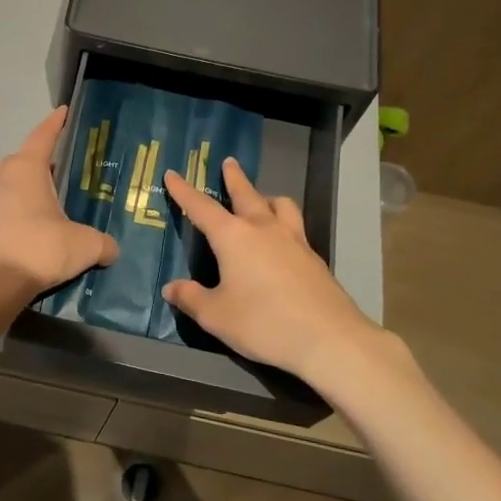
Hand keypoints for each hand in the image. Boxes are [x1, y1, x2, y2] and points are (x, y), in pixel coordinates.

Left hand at [0, 107, 118, 299]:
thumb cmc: (39, 250)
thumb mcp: (84, 246)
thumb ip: (102, 244)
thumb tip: (112, 250)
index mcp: (26, 170)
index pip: (43, 137)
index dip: (55, 124)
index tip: (62, 112)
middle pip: (21, 163)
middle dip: (39, 167)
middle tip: (58, 177)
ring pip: (5, 190)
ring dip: (22, 196)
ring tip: (41, 215)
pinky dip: (7, 222)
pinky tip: (20, 241)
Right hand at [162, 159, 405, 387]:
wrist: (328, 338)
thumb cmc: (263, 323)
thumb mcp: (217, 316)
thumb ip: (192, 298)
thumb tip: (172, 287)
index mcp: (233, 237)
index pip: (201, 207)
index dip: (184, 190)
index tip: (172, 173)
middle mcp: (263, 229)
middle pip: (246, 194)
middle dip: (234, 178)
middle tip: (229, 162)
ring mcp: (293, 240)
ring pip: (280, 205)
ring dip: (267, 197)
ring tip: (263, 200)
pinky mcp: (313, 257)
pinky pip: (295, 227)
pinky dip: (284, 222)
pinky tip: (282, 241)